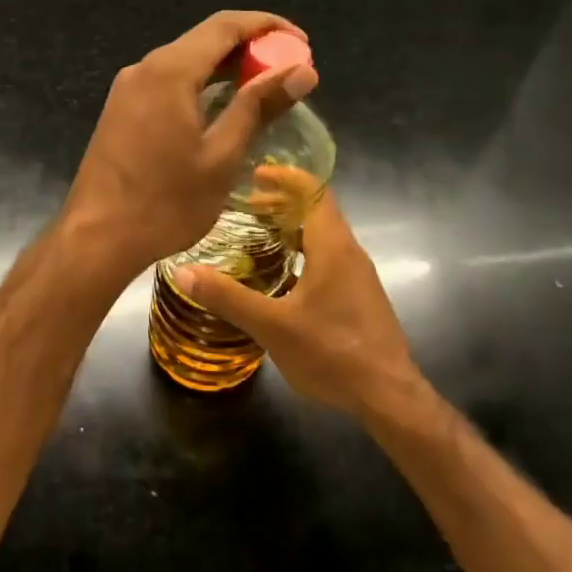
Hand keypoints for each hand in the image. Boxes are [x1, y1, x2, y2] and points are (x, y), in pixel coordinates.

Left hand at [62, 10, 315, 278]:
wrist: (96, 238)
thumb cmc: (165, 203)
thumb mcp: (221, 156)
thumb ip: (259, 106)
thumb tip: (302, 71)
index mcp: (169, 72)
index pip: (225, 25)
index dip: (267, 26)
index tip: (301, 42)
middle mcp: (144, 69)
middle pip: (203, 40)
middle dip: (249, 47)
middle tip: (288, 70)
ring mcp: (127, 90)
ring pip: (184, 62)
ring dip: (224, 68)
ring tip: (263, 89)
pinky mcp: (120, 111)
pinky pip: (166, 83)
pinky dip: (199, 85)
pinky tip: (220, 108)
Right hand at [172, 191, 422, 416]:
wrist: (388, 396)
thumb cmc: (332, 353)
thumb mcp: (271, 326)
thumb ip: (227, 297)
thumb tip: (183, 271)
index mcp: (333, 247)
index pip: (314, 191)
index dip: (285, 177)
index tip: (255, 174)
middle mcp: (350, 252)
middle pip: (318, 210)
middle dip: (283, 202)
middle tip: (246, 206)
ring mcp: (359, 276)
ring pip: (325, 235)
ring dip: (293, 227)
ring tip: (258, 235)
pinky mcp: (360, 297)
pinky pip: (329, 257)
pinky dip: (303, 250)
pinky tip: (282, 276)